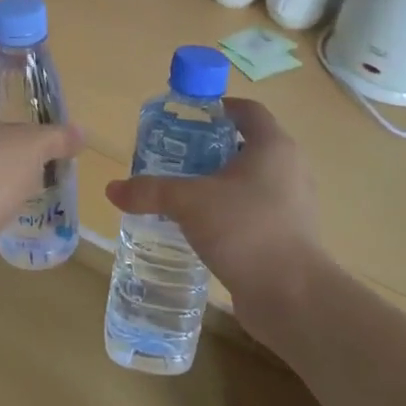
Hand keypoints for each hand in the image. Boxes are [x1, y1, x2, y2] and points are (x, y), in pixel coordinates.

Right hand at [104, 99, 324, 324]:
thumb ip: (151, 191)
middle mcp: (289, 168)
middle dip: (210, 149)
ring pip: (250, 182)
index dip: (218, 108)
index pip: (248, 111)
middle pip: (247, 145)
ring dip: (219, 184)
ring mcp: (292, 205)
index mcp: (273, 146)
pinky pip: (254, 212)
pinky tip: (200, 227)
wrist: (292, 297)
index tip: (187, 118)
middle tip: (175, 156)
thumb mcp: (190, 203)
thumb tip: (112, 189)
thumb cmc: (245, 229)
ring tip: (182, 192)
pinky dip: (229, 212)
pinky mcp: (288, 236)